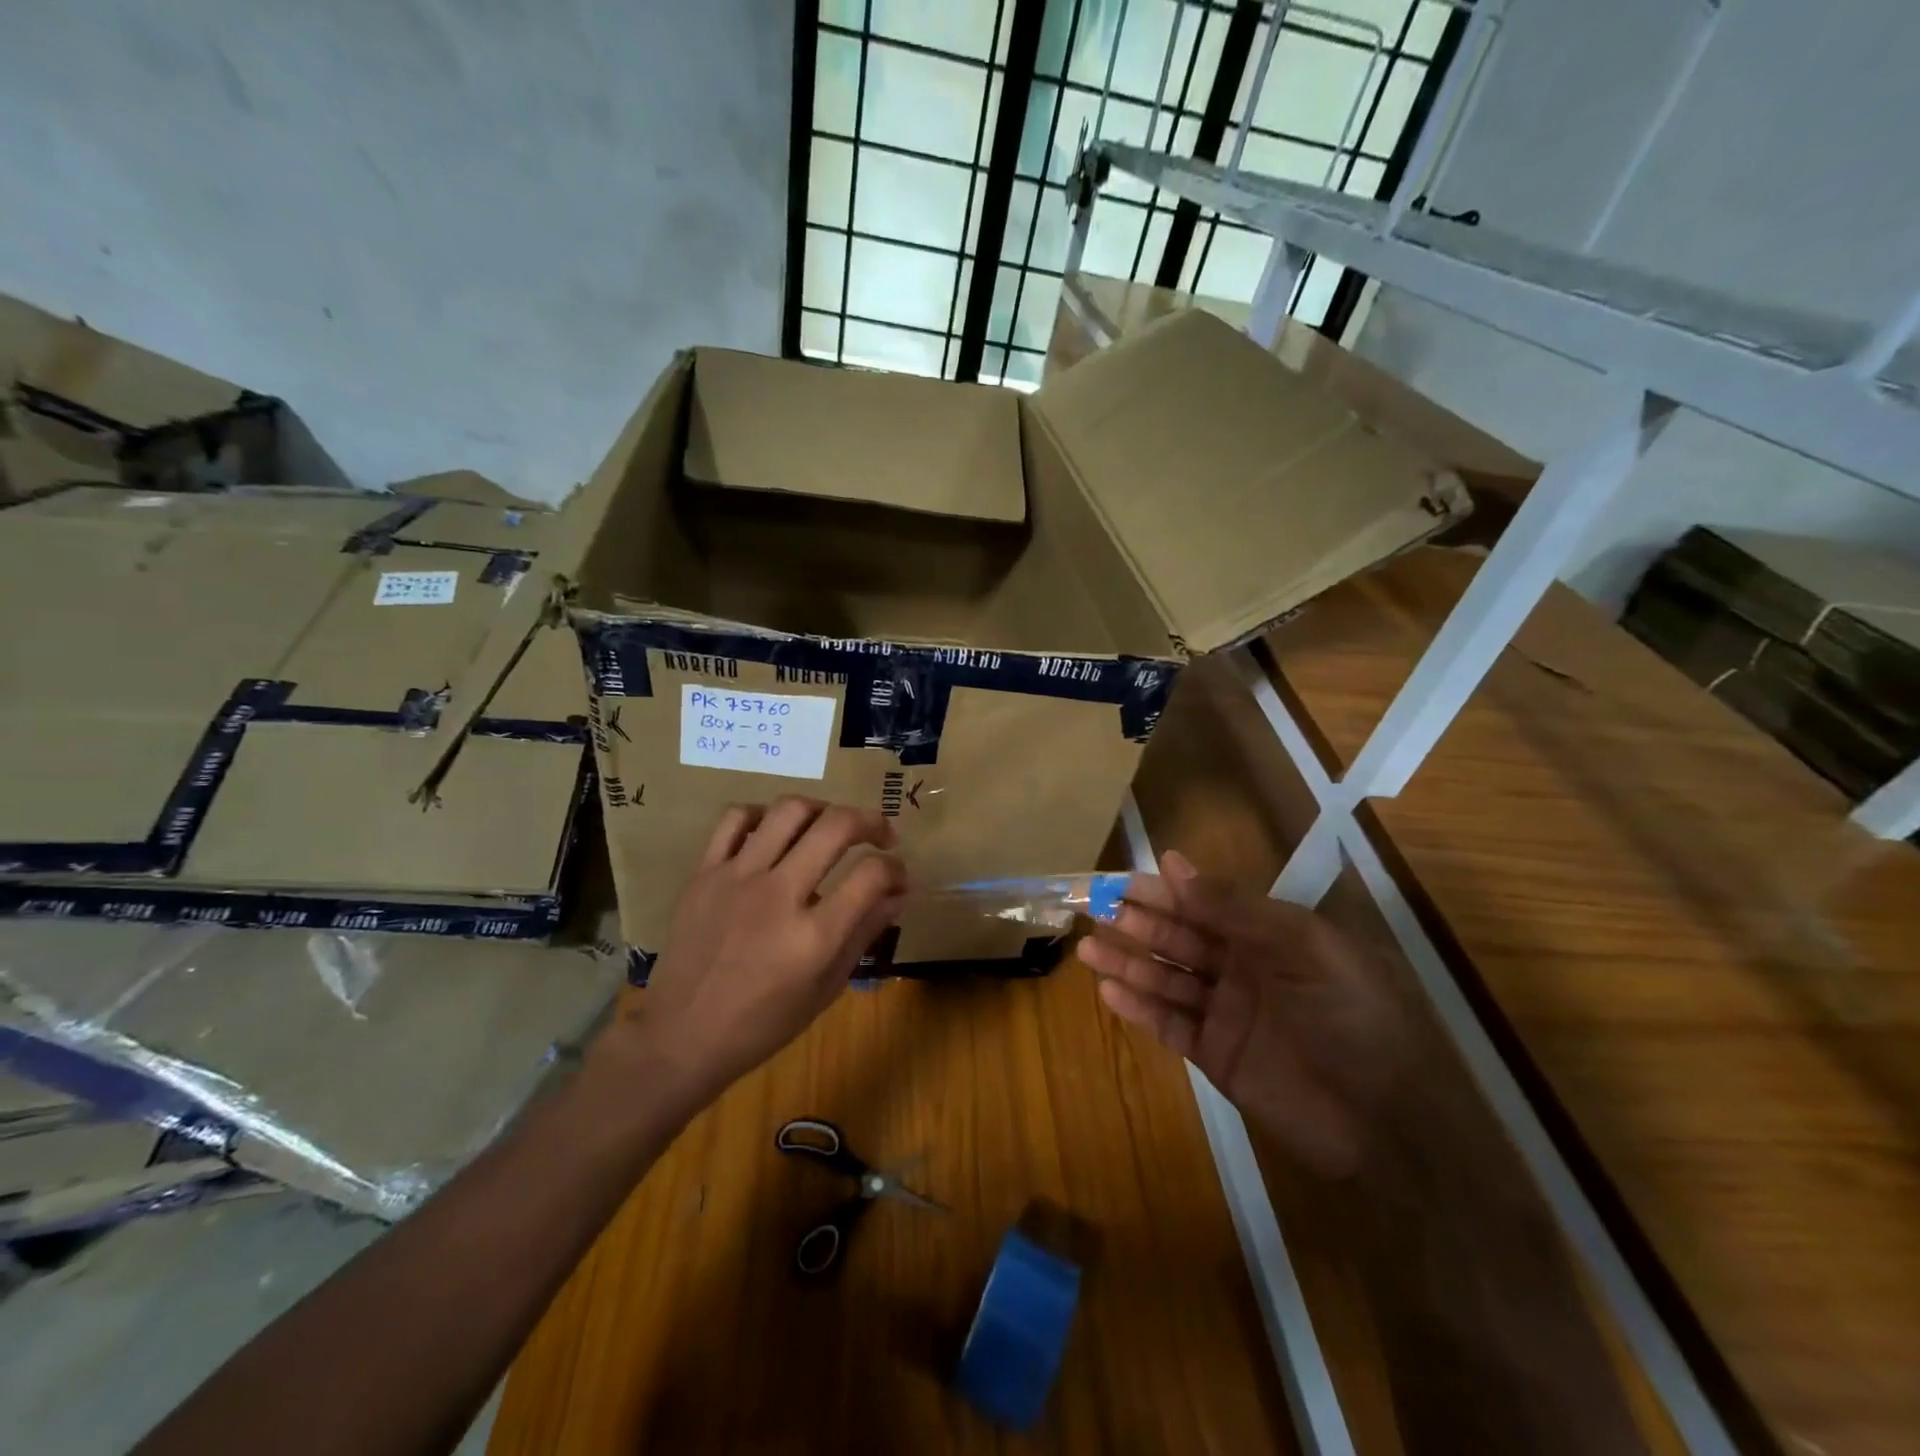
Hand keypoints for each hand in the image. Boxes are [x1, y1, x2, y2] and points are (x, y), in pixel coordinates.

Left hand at [610, 798, 907, 1099]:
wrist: (681, 1037)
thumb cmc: (762, 1024)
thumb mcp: (826, 989)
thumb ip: (864, 934)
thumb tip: (898, 893)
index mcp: (813, 937)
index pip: (872, 875)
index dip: (896, 869)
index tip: (898, 877)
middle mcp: (778, 896)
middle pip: (836, 826)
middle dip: (871, 822)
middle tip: (880, 835)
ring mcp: (737, 878)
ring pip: (789, 810)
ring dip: (823, 809)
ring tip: (829, 826)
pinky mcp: (704, 873)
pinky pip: (735, 819)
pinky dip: (763, 814)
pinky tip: (775, 832)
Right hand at [1077, 850, 1401, 1177]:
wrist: (1389, 1122)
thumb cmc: (1352, 1016)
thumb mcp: (1303, 947)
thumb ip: (1236, 908)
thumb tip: (1173, 865)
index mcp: (1267, 935)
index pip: (1203, 903)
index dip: (1162, 891)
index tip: (1120, 880)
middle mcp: (1241, 968)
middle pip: (1178, 939)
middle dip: (1137, 923)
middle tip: (1092, 909)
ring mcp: (1226, 1013)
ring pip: (1166, 979)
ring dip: (1128, 963)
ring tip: (1086, 949)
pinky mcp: (1216, 1056)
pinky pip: (1170, 1026)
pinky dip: (1139, 1009)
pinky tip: (1109, 992)